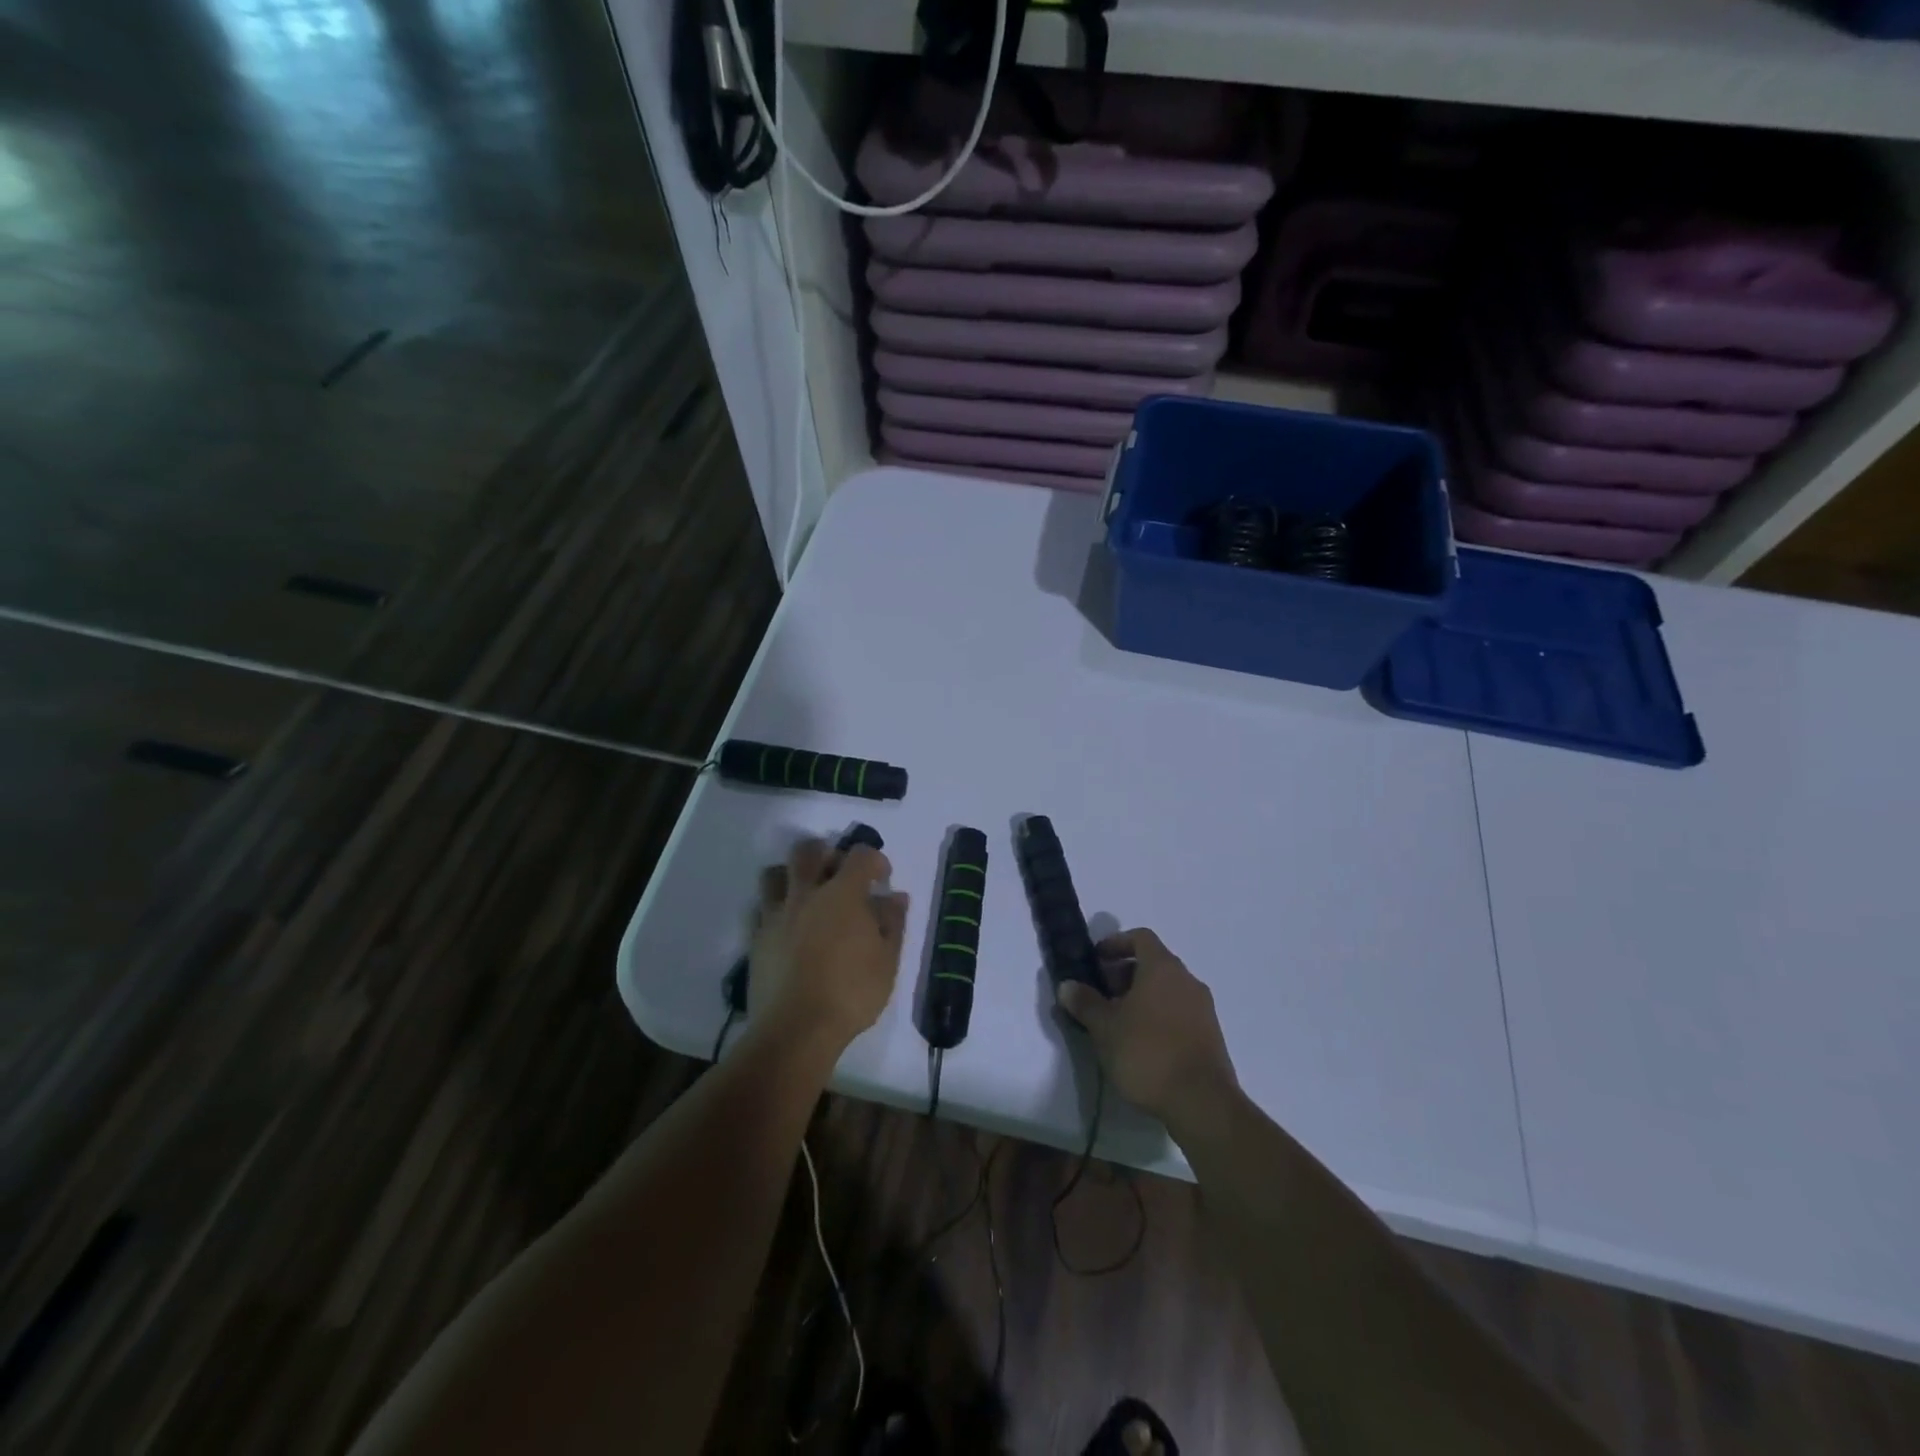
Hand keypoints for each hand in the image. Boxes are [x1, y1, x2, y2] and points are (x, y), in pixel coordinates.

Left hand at [749, 838, 908, 1054]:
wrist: (796, 1029)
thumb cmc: (851, 993)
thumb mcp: (887, 960)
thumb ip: (892, 922)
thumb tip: (895, 897)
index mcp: (843, 894)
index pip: (860, 856)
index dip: (875, 860)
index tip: (882, 879)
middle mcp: (806, 893)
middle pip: (809, 851)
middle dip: (826, 853)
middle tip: (838, 873)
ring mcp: (776, 914)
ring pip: (775, 873)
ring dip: (791, 874)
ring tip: (805, 893)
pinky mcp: (756, 938)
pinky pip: (761, 908)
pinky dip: (775, 907)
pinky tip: (788, 926)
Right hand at [1056, 929, 1238, 1134]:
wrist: (1202, 1102)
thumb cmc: (1147, 1053)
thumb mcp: (1105, 1028)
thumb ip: (1085, 1002)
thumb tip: (1067, 985)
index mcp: (1163, 968)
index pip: (1140, 937)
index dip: (1115, 943)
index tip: (1096, 960)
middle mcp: (1187, 980)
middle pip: (1153, 963)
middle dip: (1124, 974)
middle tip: (1100, 995)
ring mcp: (1202, 1008)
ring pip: (1166, 988)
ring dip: (1141, 996)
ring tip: (1117, 1022)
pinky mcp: (1210, 1034)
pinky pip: (1179, 1011)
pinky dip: (1158, 1015)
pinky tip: (1141, 1042)